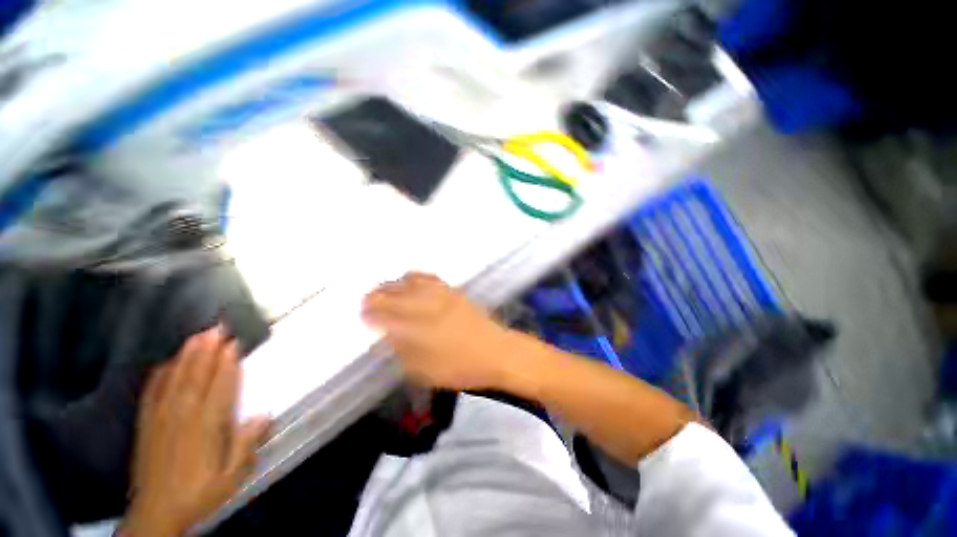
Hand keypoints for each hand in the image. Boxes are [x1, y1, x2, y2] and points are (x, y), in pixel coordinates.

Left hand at [124, 327, 270, 536]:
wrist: (156, 513)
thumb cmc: (199, 492)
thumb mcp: (231, 475)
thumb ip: (246, 444)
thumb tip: (265, 415)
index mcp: (206, 426)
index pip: (220, 386)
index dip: (227, 363)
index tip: (235, 342)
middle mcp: (183, 415)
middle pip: (197, 376)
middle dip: (207, 350)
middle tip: (216, 327)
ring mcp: (161, 417)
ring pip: (175, 379)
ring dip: (186, 355)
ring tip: (196, 336)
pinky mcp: (146, 423)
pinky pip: (153, 392)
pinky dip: (160, 374)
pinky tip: (165, 363)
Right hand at [363, 273, 514, 390]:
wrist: (495, 352)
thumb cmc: (459, 368)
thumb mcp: (423, 371)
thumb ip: (402, 350)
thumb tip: (388, 334)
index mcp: (414, 328)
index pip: (382, 314)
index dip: (369, 312)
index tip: (362, 314)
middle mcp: (424, 305)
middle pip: (393, 293)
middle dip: (377, 295)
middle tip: (369, 300)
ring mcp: (440, 295)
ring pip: (409, 281)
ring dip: (394, 284)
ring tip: (387, 290)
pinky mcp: (453, 291)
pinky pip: (429, 278)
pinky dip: (415, 278)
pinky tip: (412, 282)